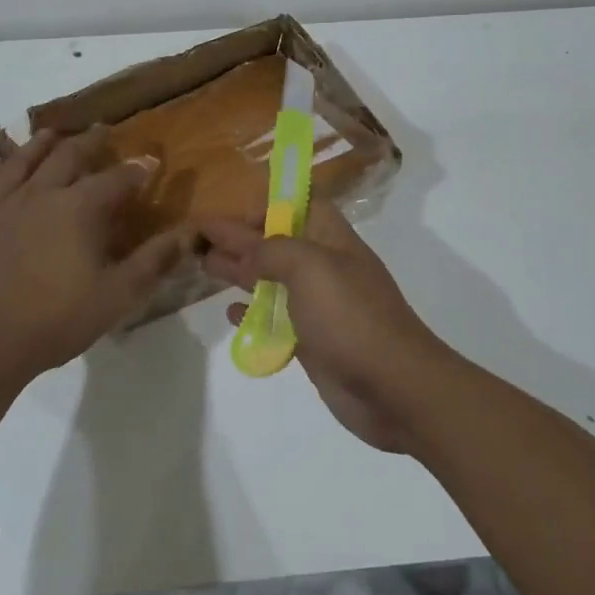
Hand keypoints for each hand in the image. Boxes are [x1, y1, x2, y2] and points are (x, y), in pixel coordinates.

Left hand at [0, 126, 186, 379]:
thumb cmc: (57, 318)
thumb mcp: (117, 295)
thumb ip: (153, 261)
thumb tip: (188, 234)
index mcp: (80, 208)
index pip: (116, 178)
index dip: (137, 169)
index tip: (151, 161)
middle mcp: (43, 193)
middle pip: (68, 155)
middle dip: (90, 141)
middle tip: (102, 130)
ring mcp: (5, 204)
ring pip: (25, 159)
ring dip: (42, 143)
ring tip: (53, 134)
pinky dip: (0, 166)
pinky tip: (0, 163)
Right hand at [198, 202, 449, 451]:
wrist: (394, 387)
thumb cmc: (350, 316)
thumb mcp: (309, 268)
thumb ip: (270, 251)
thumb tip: (242, 249)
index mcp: (332, 240)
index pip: (299, 207)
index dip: (267, 207)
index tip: (231, 218)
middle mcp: (326, 268)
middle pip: (278, 244)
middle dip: (241, 239)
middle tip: (200, 240)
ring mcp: (320, 307)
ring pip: (274, 281)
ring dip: (241, 273)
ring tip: (206, 268)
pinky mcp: (313, 343)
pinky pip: (277, 320)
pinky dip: (254, 314)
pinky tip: (232, 313)